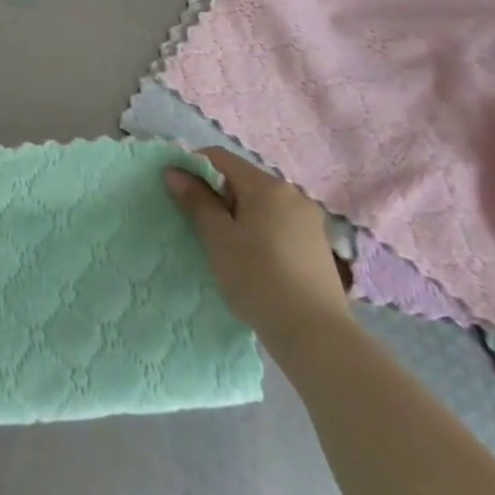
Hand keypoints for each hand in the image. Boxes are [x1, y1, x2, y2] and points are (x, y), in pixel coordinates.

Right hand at [167, 148, 354, 359]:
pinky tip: (255, 258)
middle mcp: (292, 193)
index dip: (194, 167)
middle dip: (218, 193)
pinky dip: (261, 228)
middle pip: (243, 179)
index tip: (177, 190)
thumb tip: (175, 171)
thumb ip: (196, 201)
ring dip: (239, 212)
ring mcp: (310, 219)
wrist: (317, 336)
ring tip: (227, 245)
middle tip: (200, 224)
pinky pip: (280, 222)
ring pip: (263, 202)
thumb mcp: (218, 239)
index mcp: (266, 185)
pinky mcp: (318, 244)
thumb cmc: (258, 280)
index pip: (220, 158)